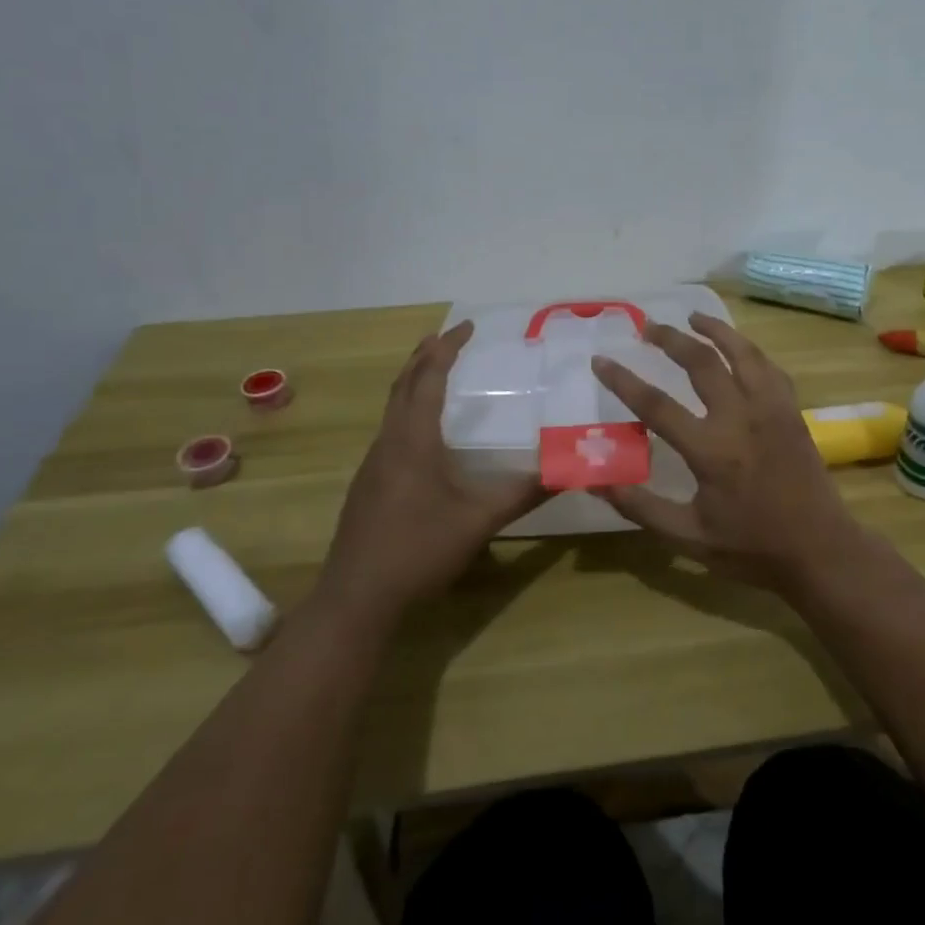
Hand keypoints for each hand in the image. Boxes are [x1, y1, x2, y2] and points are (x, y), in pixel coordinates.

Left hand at [315, 322, 546, 627]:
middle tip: (449, 336)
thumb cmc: (418, 550)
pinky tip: (422, 432)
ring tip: (435, 371)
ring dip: (414, 382)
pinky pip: (390, 430)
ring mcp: (373, 464)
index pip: (429, 379)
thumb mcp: (479, 521)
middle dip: (425, 356)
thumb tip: (567, 471)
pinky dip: (407, 410)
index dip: (447, 349)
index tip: (467, 325)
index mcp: (413, 440)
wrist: (356, 598)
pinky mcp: (367, 485)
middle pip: (404, 385)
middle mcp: (388, 442)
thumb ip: (523, 494)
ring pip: (392, 408)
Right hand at [590, 313, 865, 592]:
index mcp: (710, 450)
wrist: (820, 550)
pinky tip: (738, 348)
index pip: (655, 405)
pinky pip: (769, 368)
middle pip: (701, 362)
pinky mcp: (792, 411)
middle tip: (648, 326)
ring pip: (741, 353)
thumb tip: (597, 482)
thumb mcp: (688, 537)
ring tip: (693, 316)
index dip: (623, 380)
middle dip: (670, 339)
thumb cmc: (752, 547)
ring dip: (714, 330)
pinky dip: (749, 350)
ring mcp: (771, 409)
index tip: (600, 360)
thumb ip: (641, 508)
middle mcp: (740, 418)